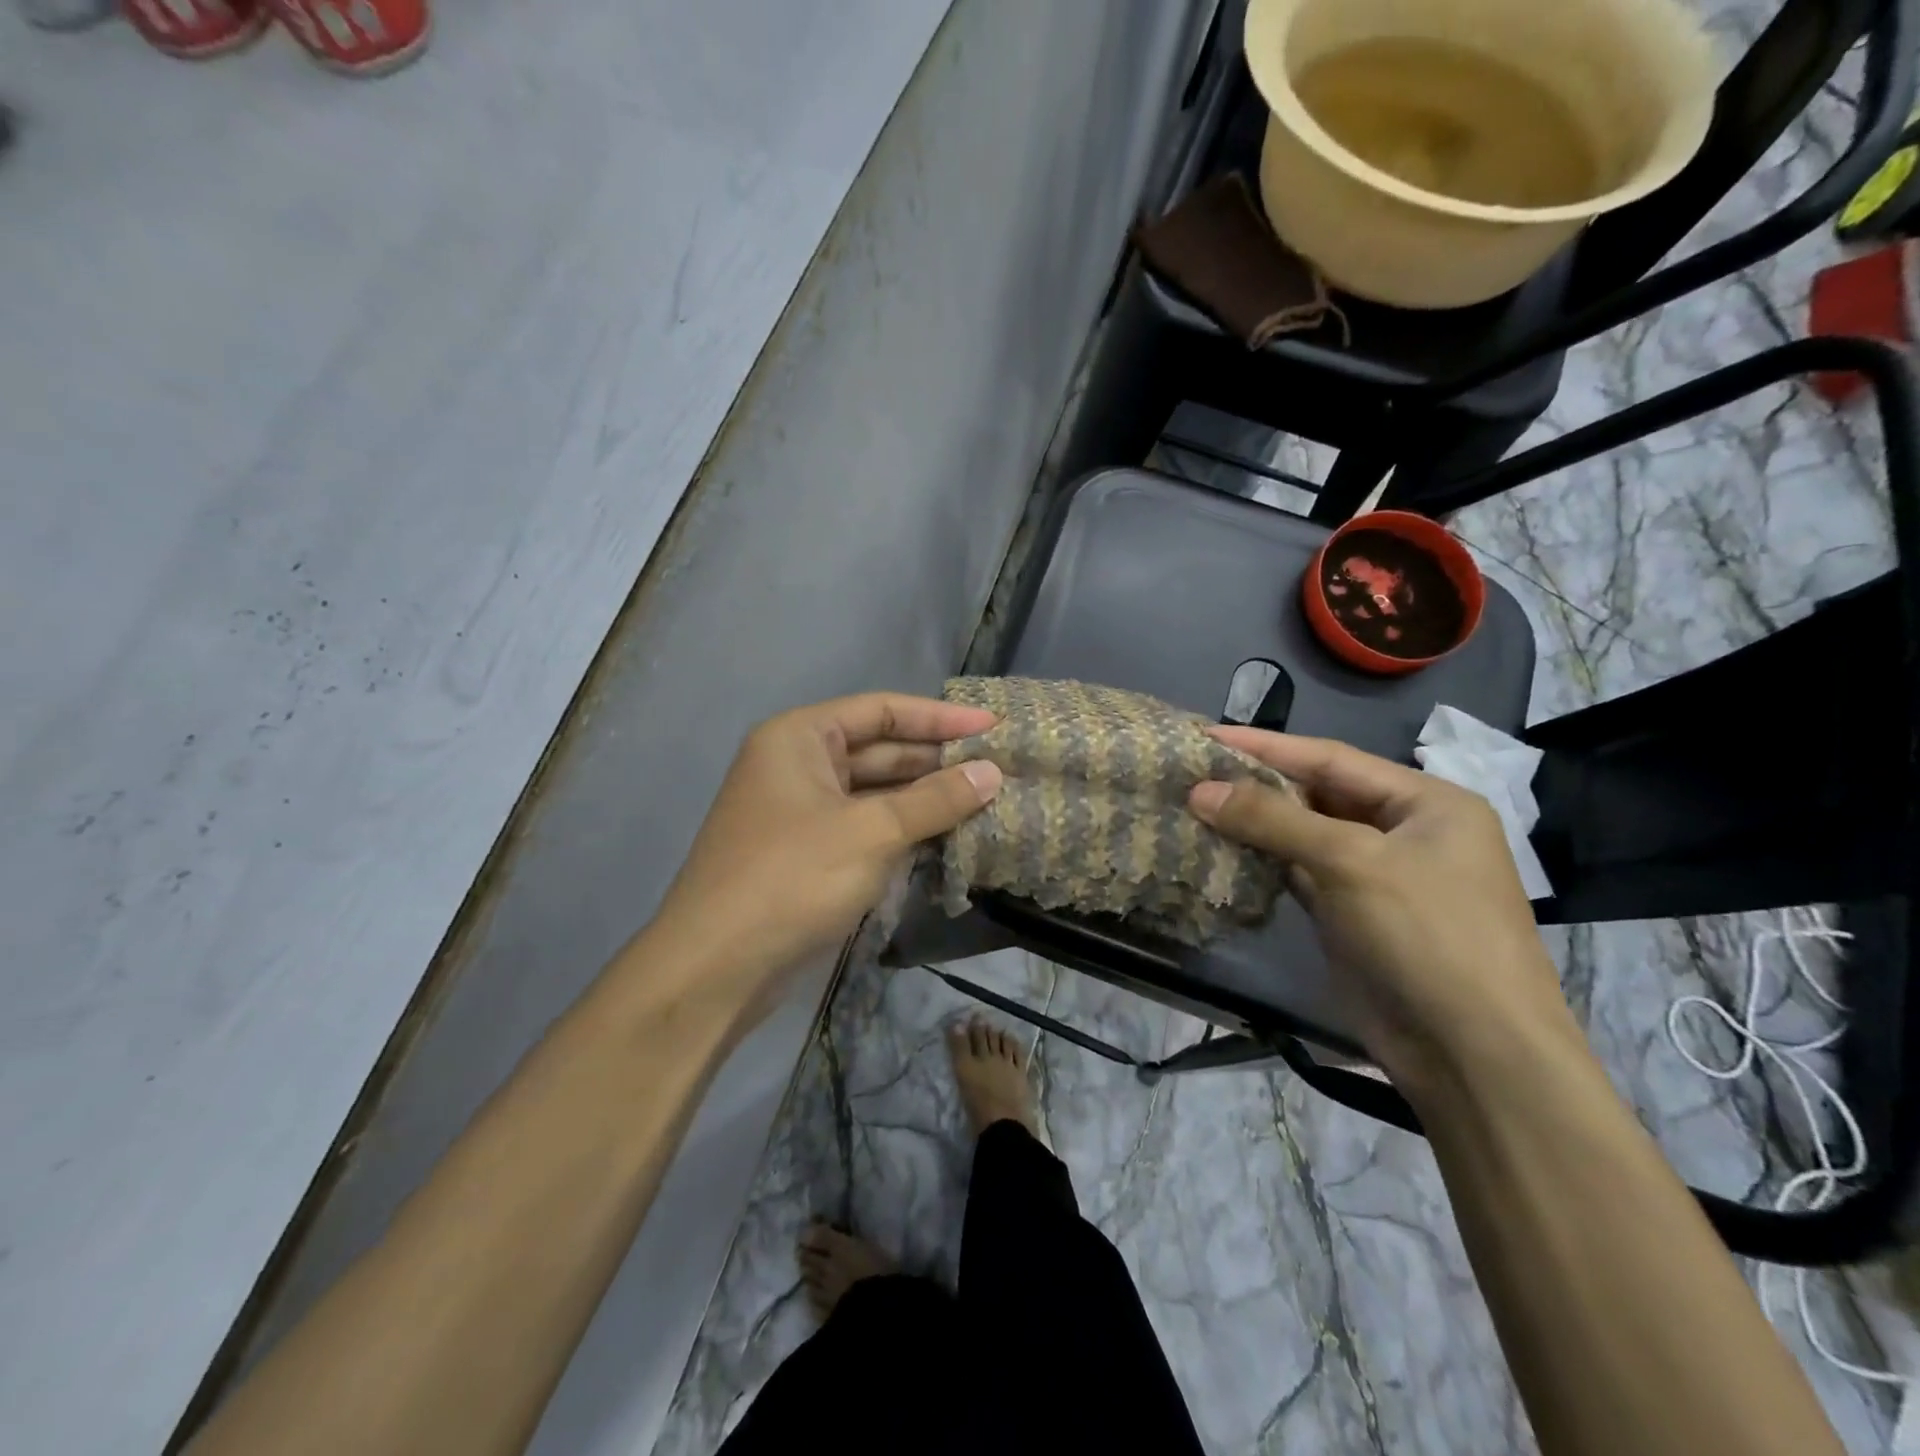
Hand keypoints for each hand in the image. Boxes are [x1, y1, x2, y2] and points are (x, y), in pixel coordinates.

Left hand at [650, 693, 1002, 1022]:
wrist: (715, 968)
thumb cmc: (791, 878)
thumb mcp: (871, 832)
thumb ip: (935, 800)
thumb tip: (992, 772)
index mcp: (800, 737)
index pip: (881, 711)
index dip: (939, 717)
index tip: (993, 726)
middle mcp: (798, 764)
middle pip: (879, 750)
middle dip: (936, 760)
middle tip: (998, 767)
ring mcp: (801, 811)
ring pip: (875, 792)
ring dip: (925, 798)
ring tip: (986, 801)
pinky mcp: (809, 853)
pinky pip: (866, 826)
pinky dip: (904, 829)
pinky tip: (948, 836)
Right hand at [1188, 728, 1570, 1083]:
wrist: (1474, 1056)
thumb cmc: (1427, 936)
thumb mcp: (1351, 862)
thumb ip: (1273, 820)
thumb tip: (1199, 791)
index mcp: (1426, 802)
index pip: (1332, 758)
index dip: (1266, 745)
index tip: (1205, 734)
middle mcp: (1404, 831)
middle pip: (1317, 794)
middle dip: (1257, 784)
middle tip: (1193, 771)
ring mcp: (1378, 877)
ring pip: (1304, 836)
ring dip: (1255, 824)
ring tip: (1195, 805)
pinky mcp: (1352, 916)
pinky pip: (1300, 874)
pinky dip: (1263, 862)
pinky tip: (1222, 851)